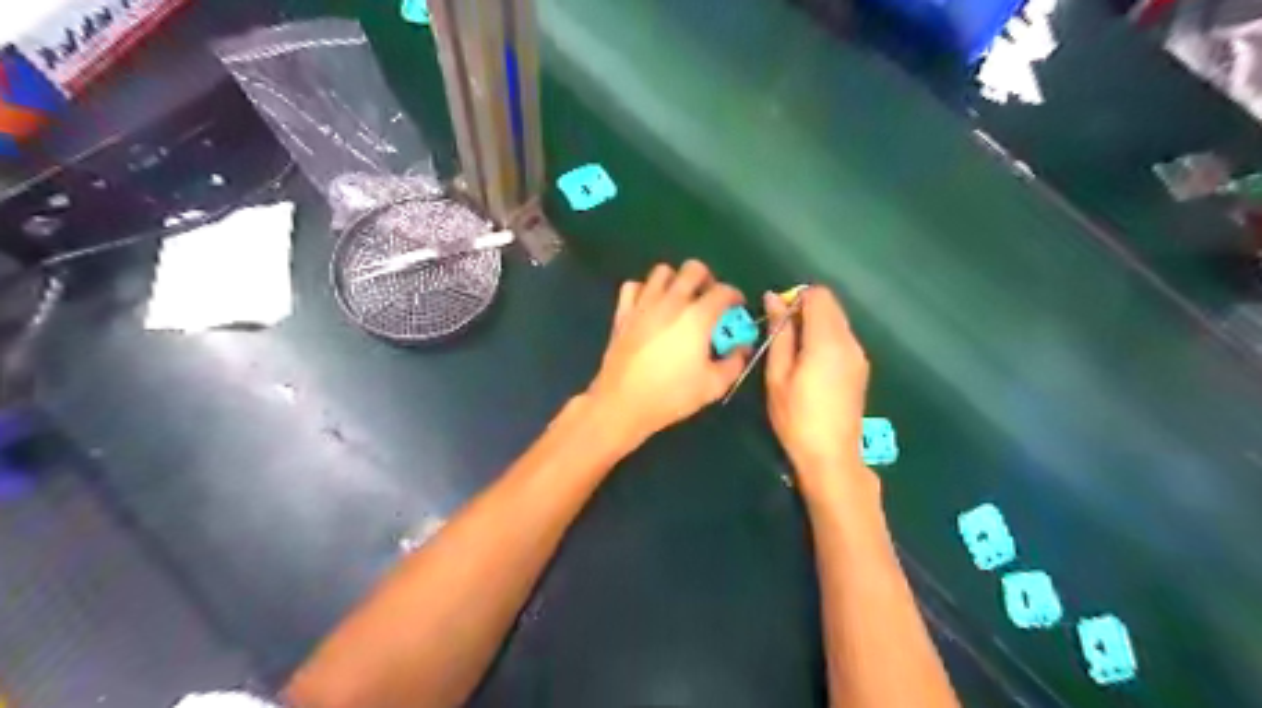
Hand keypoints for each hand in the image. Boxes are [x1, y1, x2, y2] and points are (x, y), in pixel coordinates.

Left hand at [588, 262, 750, 443]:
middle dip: (707, 279)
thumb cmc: (672, 395)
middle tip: (708, 299)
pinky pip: (633, 287)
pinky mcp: (623, 313)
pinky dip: (644, 291)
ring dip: (675, 280)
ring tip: (679, 300)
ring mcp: (644, 304)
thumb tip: (741, 348)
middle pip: (693, 269)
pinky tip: (649, 307)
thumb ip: (734, 363)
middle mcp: (671, 301)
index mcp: (698, 317)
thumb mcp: (714, 386)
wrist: (623, 402)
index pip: (723, 291)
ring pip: (662, 272)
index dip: (735, 296)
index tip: (736, 308)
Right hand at [759, 285, 880, 496]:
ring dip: (814, 326)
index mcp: (828, 340)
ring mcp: (859, 355)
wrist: (831, 455)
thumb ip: (779, 333)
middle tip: (782, 339)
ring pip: (837, 321)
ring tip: (794, 356)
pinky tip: (810, 367)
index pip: (818, 295)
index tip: (778, 321)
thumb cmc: (796, 416)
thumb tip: (774, 298)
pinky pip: (842, 338)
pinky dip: (825, 340)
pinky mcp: (861, 368)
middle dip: (804, 311)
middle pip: (830, 305)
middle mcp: (849, 341)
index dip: (795, 299)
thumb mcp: (778, 374)